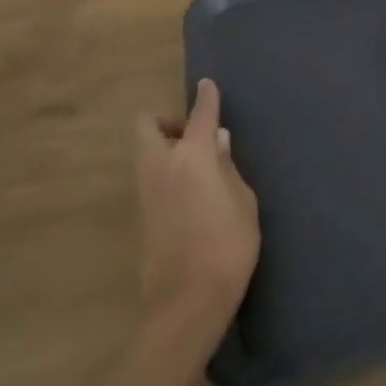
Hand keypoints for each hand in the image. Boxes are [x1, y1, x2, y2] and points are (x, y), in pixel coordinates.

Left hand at [135, 79, 259, 321]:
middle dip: (168, 122)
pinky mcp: (141, 216)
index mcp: (192, 157)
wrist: (187, 301)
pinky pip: (150, 177)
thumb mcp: (243, 202)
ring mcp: (146, 192)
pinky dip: (165, 171)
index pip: (200, 116)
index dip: (206, 98)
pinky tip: (191, 190)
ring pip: (145, 153)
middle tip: (197, 136)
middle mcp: (161, 166)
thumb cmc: (229, 245)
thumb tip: (218, 143)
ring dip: (165, 147)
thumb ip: (229, 168)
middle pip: (148, 127)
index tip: (207, 84)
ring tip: (200, 165)